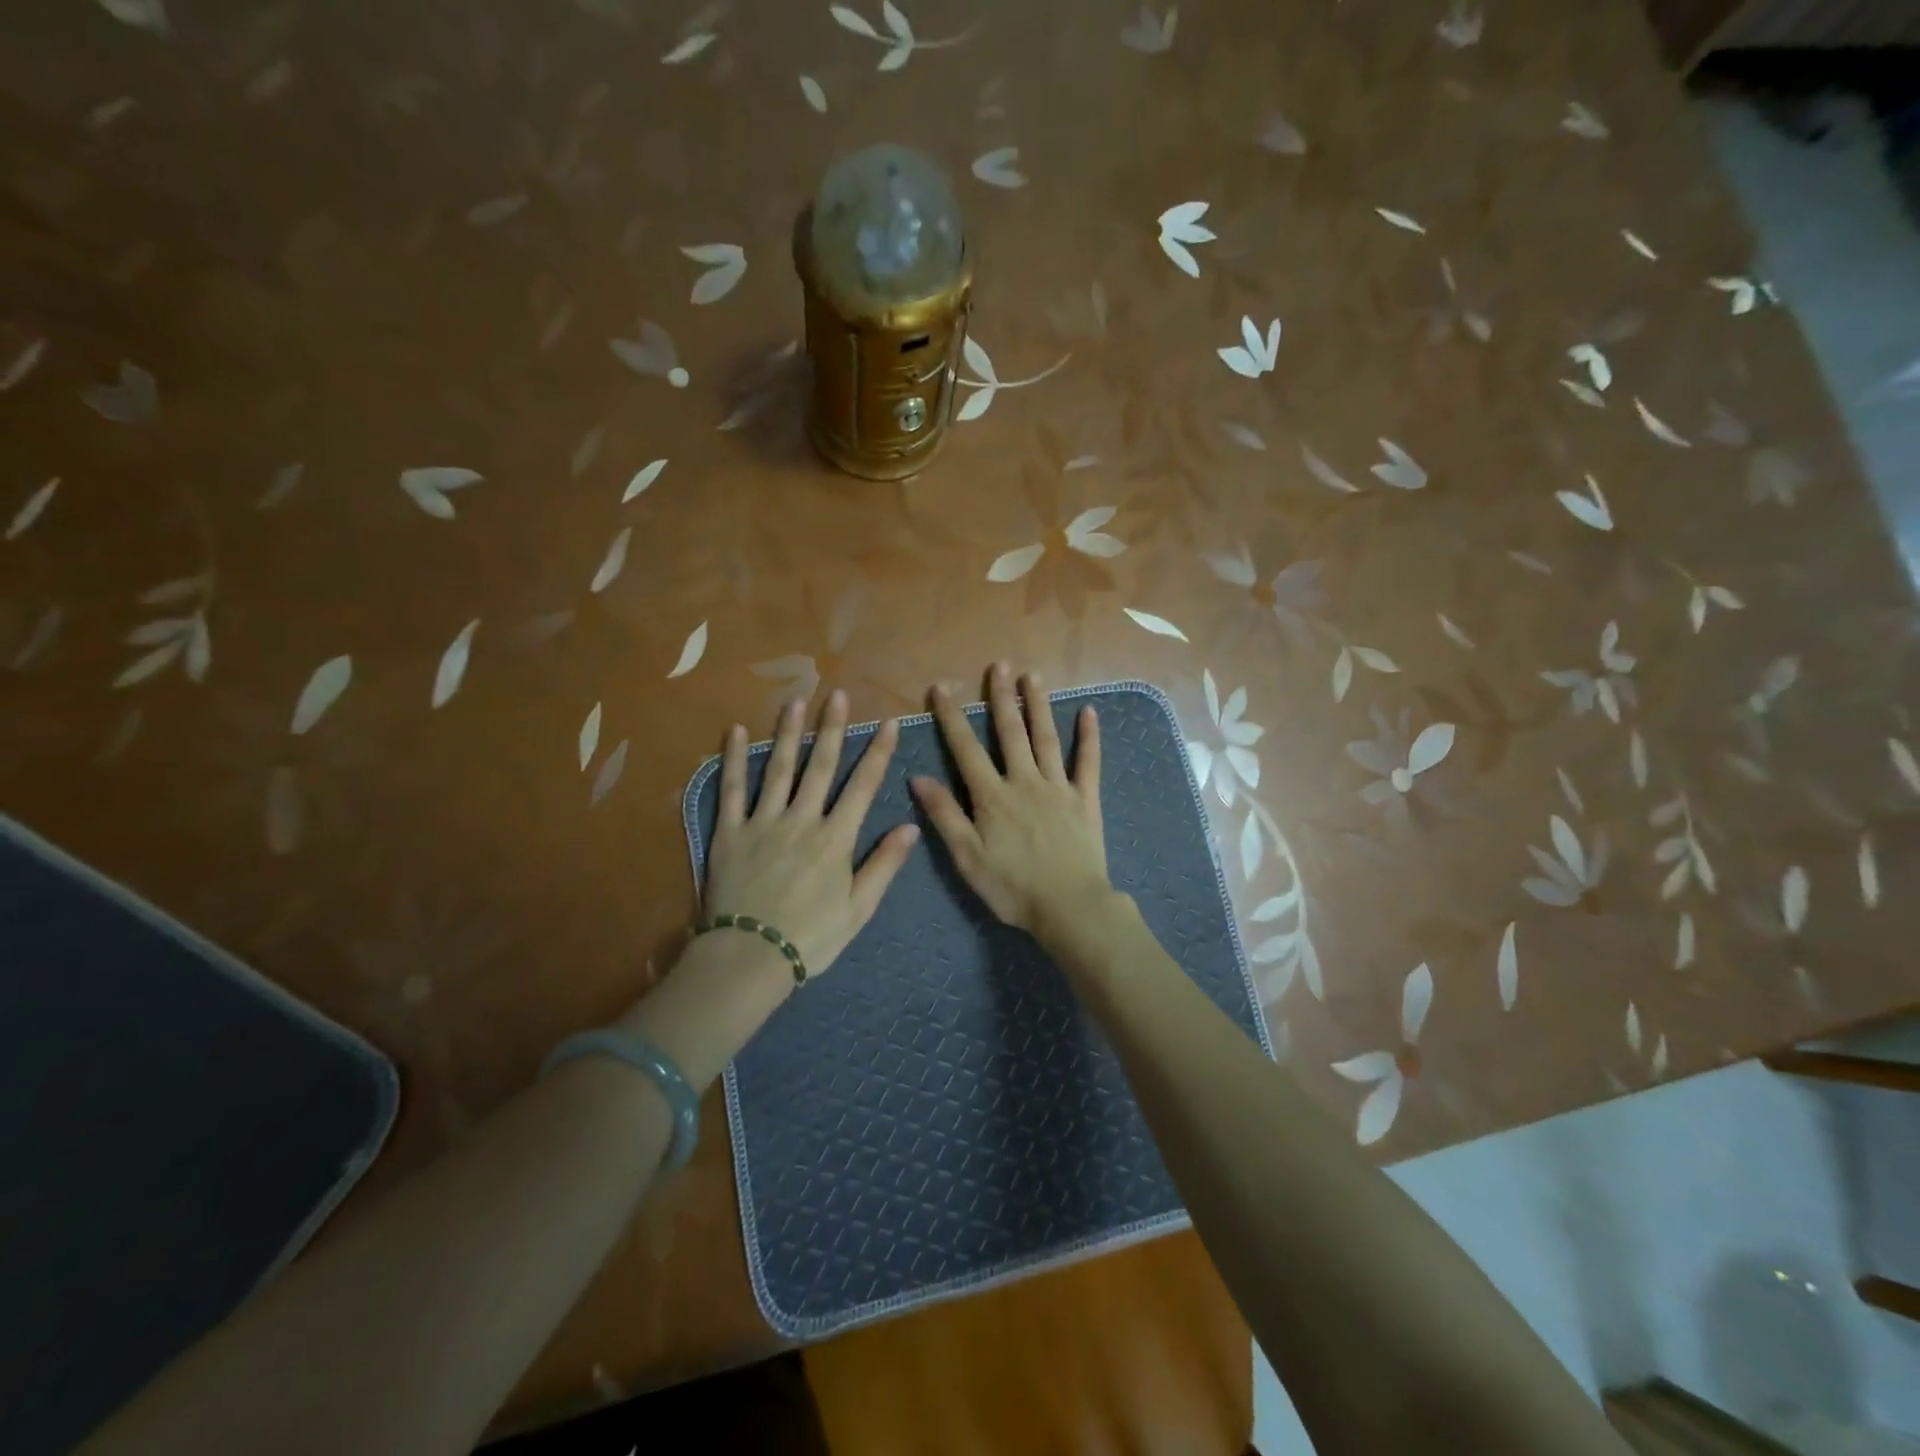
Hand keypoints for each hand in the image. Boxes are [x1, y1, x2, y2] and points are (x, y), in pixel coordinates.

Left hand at [705, 690, 919, 977]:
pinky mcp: (730, 831)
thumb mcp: (858, 909)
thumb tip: (910, 825)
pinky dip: (733, 759)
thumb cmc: (810, 937)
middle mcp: (802, 820)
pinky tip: (734, 731)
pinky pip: (731, 789)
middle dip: (832, 728)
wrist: (749, 958)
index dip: (878, 752)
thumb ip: (884, 864)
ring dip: (788, 732)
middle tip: (838, 695)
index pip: (863, 786)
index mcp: (835, 838)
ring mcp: (763, 822)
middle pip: (821, 766)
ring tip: (795, 701)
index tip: (889, 723)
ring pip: (778, 768)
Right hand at [910, 662, 1111, 939]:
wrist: (1069, 907)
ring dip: (1038, 705)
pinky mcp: (1086, 800)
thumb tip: (919, 777)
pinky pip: (1088, 762)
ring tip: (1033, 676)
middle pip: (1011, 732)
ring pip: (1046, 738)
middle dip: (1001, 697)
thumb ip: (945, 815)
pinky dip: (1089, 737)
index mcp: (992, 796)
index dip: (952, 717)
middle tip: (999, 664)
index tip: (941, 688)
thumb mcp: (967, 857)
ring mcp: (1058, 787)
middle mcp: (1025, 781)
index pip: (966, 749)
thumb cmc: (1012, 888)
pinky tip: (1089, 712)